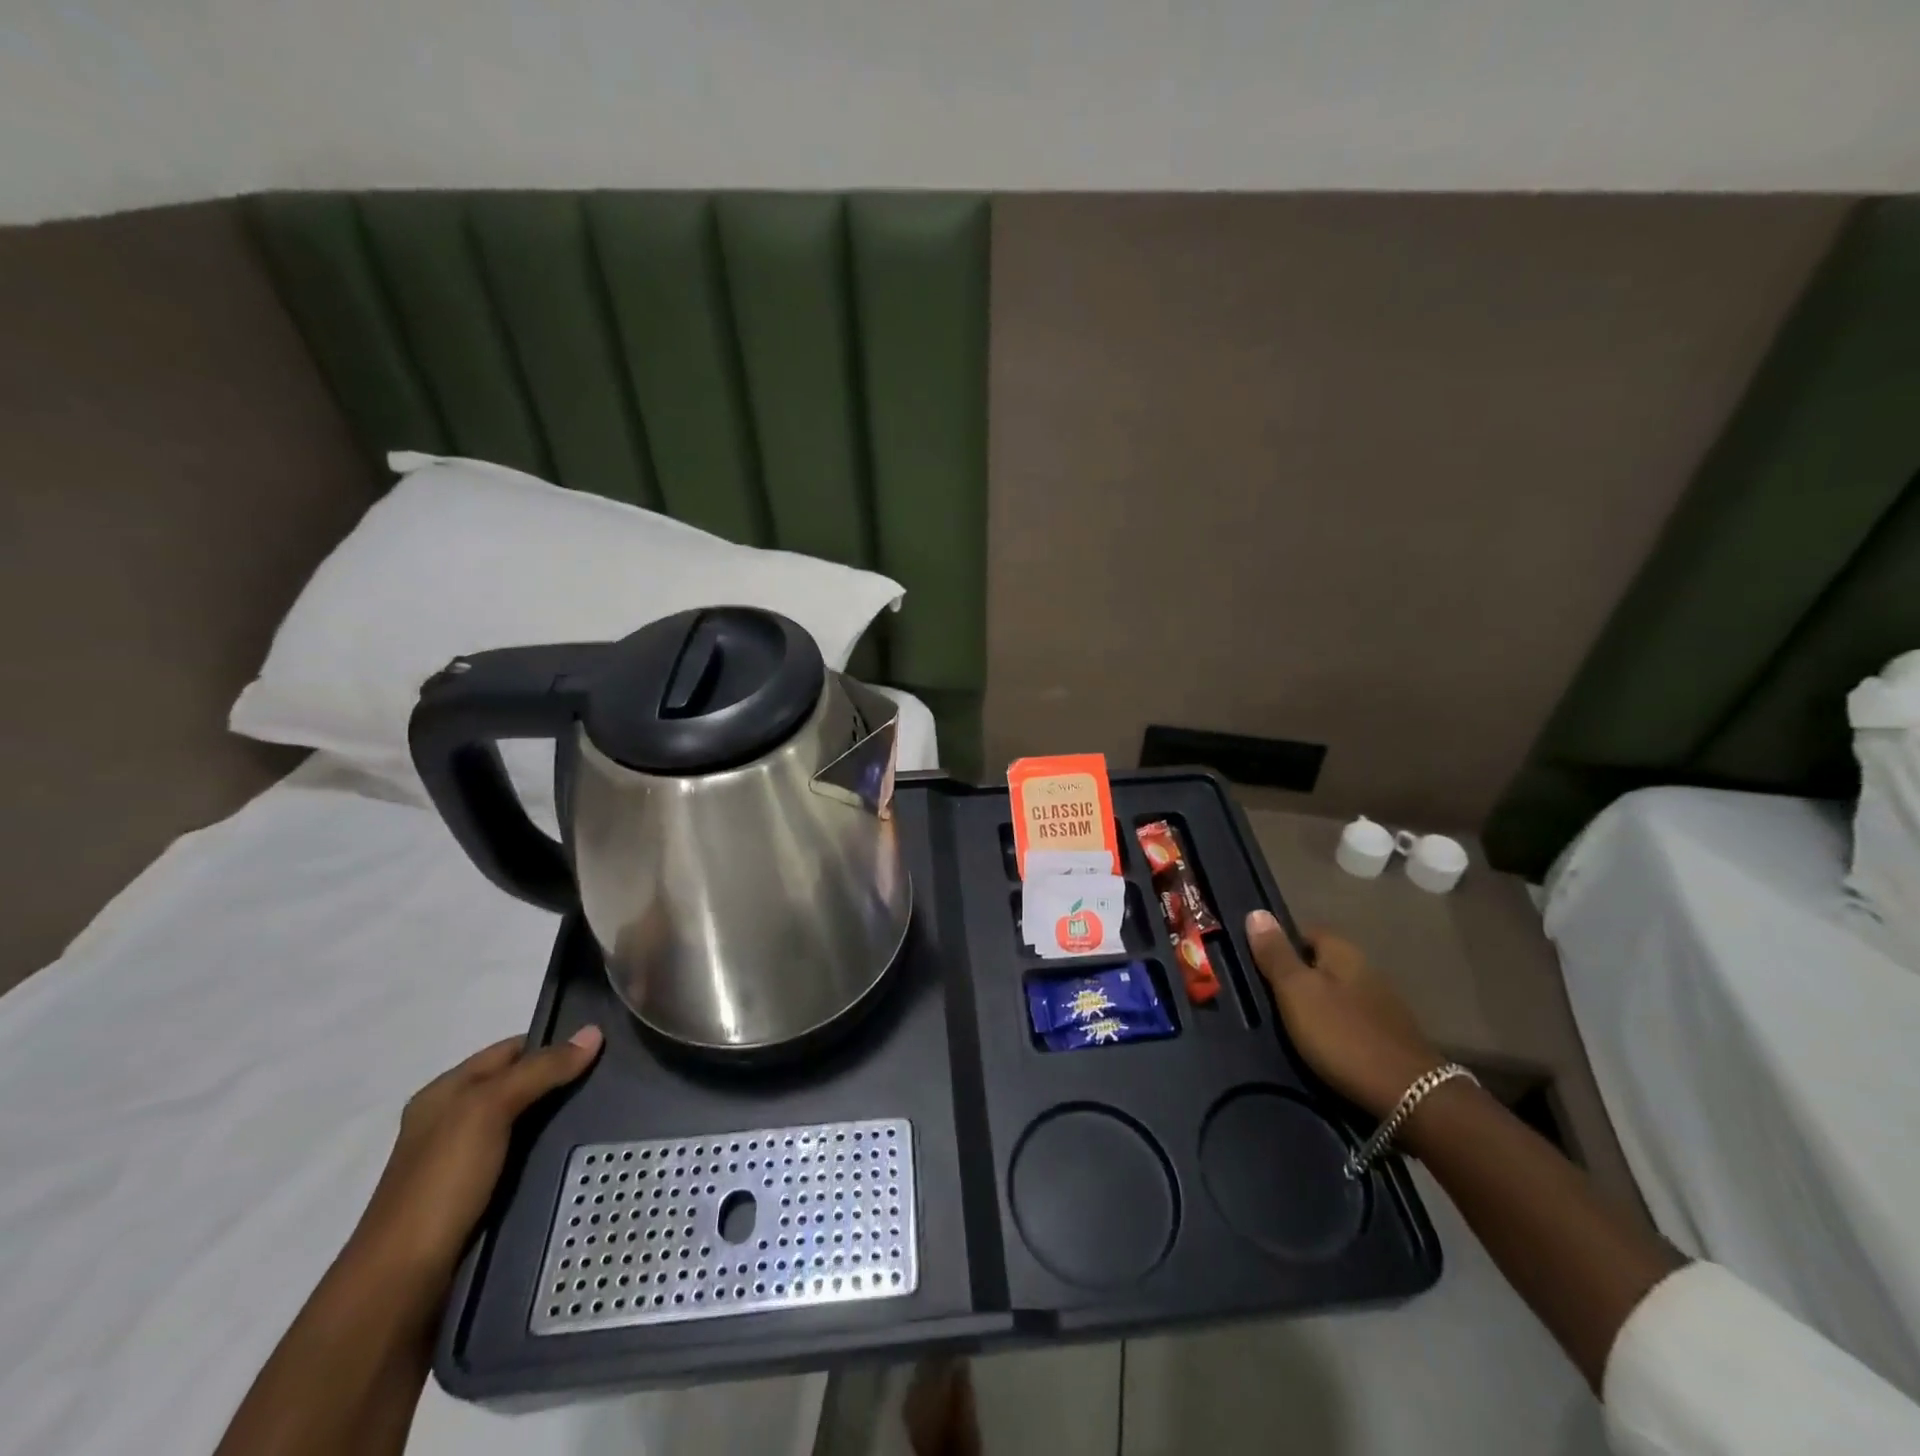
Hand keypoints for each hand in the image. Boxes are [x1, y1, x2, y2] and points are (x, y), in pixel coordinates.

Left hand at [347, 1027, 604, 1294]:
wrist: (402, 1286)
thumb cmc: (439, 1184)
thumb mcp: (487, 1111)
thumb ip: (540, 1070)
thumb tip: (593, 1033)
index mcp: (445, 1093)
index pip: (511, 1050)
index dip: (554, 1043)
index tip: (603, 1045)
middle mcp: (453, 1122)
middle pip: (521, 1085)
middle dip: (563, 1081)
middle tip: (616, 1078)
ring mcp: (466, 1164)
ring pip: (527, 1125)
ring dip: (562, 1120)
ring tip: (613, 1113)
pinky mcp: (481, 1199)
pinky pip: (527, 1161)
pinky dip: (553, 1154)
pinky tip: (583, 1154)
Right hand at [1245, 912, 1443, 1117]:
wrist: (1409, 1096)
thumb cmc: (1342, 1035)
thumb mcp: (1296, 992)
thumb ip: (1276, 954)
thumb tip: (1256, 912)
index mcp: (1344, 952)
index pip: (1308, 931)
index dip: (1282, 944)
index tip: (1259, 965)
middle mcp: (1368, 970)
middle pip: (1324, 963)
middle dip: (1299, 975)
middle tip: (1269, 998)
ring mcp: (1384, 1005)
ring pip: (1339, 993)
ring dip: (1318, 1003)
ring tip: (1292, 1025)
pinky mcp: (1392, 1037)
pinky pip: (1353, 1020)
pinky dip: (1336, 1027)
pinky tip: (1324, 1046)